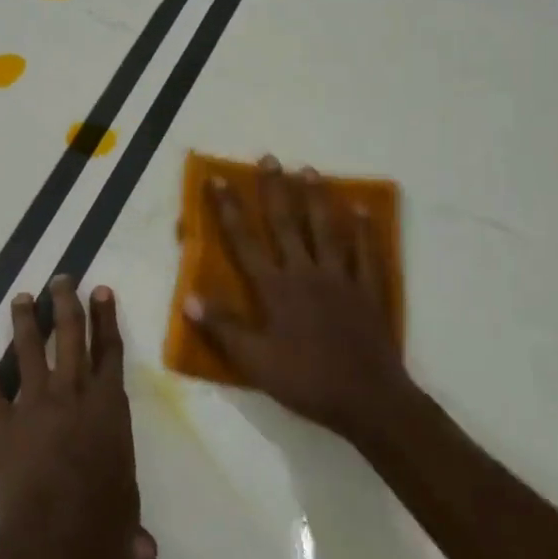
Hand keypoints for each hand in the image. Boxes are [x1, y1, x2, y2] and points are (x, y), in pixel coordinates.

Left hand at [0, 277, 156, 558]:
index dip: (105, 318)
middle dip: (65, 302)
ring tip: (21, 298)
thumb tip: (144, 554)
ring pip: (27, 350)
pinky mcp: (2, 425)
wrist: (57, 536)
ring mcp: (34, 404)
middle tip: (60, 279)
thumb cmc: (104, 524)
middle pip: (69, 334)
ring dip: (24, 321)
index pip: (109, 350)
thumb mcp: (125, 518)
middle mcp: (72, 392)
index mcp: (108, 405)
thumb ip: (131, 525)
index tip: (100, 290)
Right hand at [184, 156, 410, 450]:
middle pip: (287, 223)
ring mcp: (341, 278)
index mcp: (275, 288)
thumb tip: (188, 298)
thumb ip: (222, 328)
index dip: (229, 210)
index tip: (219, 180)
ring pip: (327, 229)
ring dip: (316, 198)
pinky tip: (363, 210)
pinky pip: (367, 253)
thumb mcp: (254, 362)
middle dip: (275, 190)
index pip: (245, 241)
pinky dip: (365, 230)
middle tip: (269, 159)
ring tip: (308, 170)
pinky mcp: (369, 290)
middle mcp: (306, 272)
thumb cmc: (306, 380)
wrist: (368, 400)